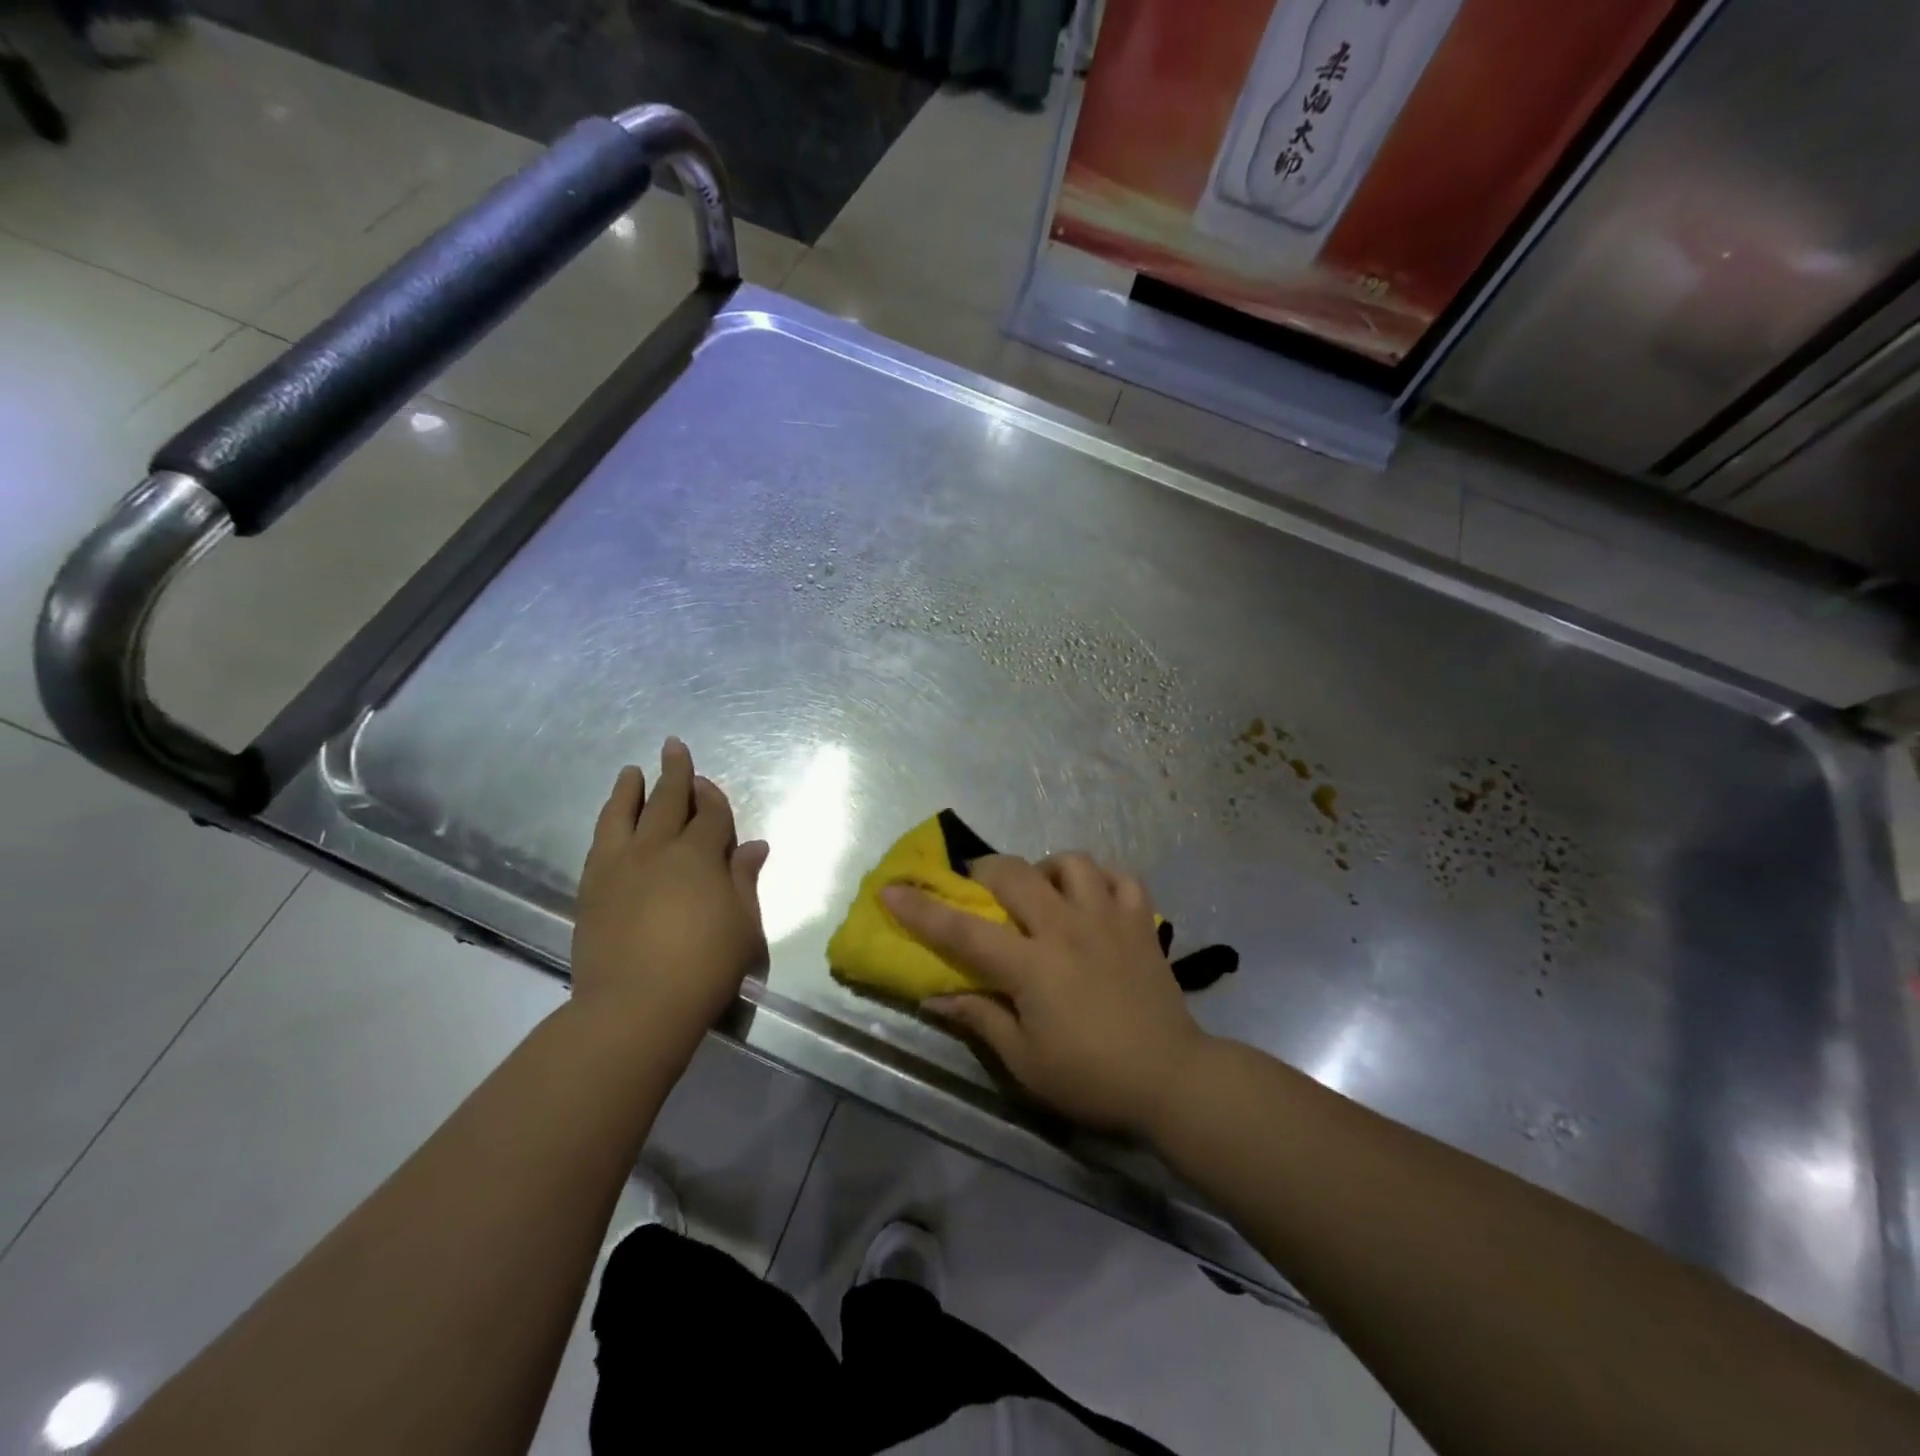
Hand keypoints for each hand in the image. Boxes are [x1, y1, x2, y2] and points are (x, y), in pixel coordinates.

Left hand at [571, 738, 768, 1063]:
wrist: (635, 1006)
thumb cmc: (705, 965)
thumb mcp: (742, 923)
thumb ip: (744, 880)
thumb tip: (754, 846)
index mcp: (699, 855)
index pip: (710, 815)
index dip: (713, 798)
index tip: (708, 785)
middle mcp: (657, 849)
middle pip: (667, 800)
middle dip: (674, 772)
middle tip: (673, 747)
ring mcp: (619, 866)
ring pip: (623, 814)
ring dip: (629, 789)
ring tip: (631, 771)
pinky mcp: (592, 888)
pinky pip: (600, 842)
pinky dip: (608, 822)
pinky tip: (611, 821)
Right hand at [884, 853, 1213, 1138]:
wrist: (1171, 1078)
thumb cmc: (1091, 1077)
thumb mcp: (1025, 1062)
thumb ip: (979, 1019)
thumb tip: (934, 997)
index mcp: (1033, 966)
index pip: (964, 931)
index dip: (922, 909)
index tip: (891, 889)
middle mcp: (1067, 928)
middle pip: (1016, 874)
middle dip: (985, 871)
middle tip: (978, 886)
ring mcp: (1108, 918)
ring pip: (1072, 862)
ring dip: (1047, 868)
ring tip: (1042, 891)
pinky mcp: (1141, 922)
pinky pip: (1121, 876)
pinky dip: (1102, 878)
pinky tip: (1092, 896)